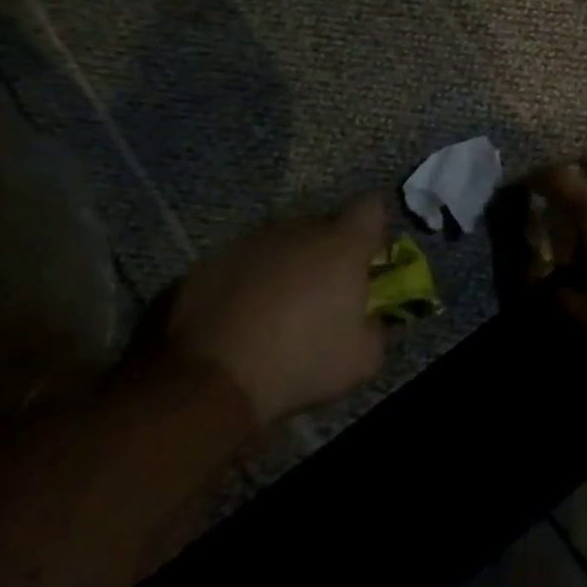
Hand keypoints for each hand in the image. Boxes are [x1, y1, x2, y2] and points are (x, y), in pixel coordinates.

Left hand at [163, 199, 388, 424]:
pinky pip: (243, 261)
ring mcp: (248, 241)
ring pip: (281, 241)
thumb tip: (369, 317)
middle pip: (323, 225)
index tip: (369, 260)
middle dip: (329, 251)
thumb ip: (376, 327)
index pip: (371, 207)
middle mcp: (296, 230)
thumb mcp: (363, 359)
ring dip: (288, 264)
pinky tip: (243, 316)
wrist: (211, 379)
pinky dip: (250, 279)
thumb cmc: (301, 363)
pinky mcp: (209, 260)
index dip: (374, 230)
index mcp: (341, 245)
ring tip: (279, 307)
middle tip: (325, 292)